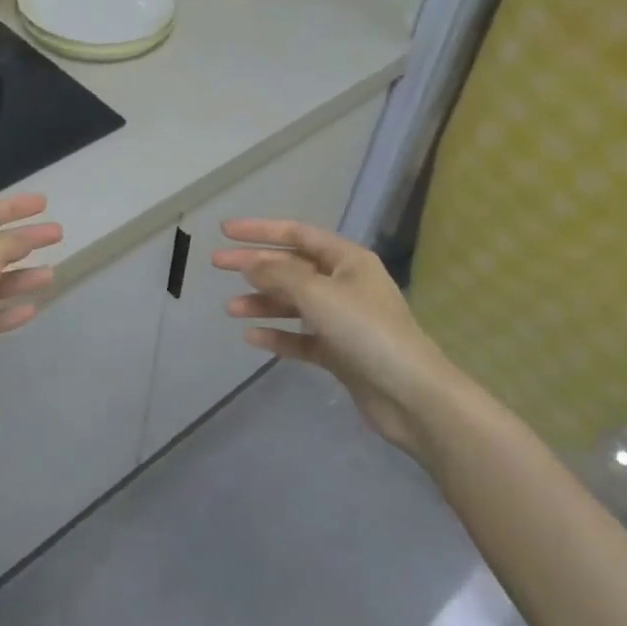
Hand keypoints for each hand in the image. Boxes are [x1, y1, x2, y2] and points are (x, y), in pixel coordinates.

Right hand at [212, 220, 463, 460]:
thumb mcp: (318, 294)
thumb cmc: (366, 331)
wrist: (410, 395)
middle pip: (291, 268)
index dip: (260, 230)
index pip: (297, 234)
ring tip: (229, 309)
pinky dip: (278, 335)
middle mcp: (345, 284)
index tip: (225, 231)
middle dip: (254, 266)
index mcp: (347, 260)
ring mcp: (343, 320)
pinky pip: (301, 337)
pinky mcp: (340, 353)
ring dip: (262, 303)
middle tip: (216, 264)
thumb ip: (279, 275)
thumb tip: (249, 263)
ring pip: (294, 303)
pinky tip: (252, 338)